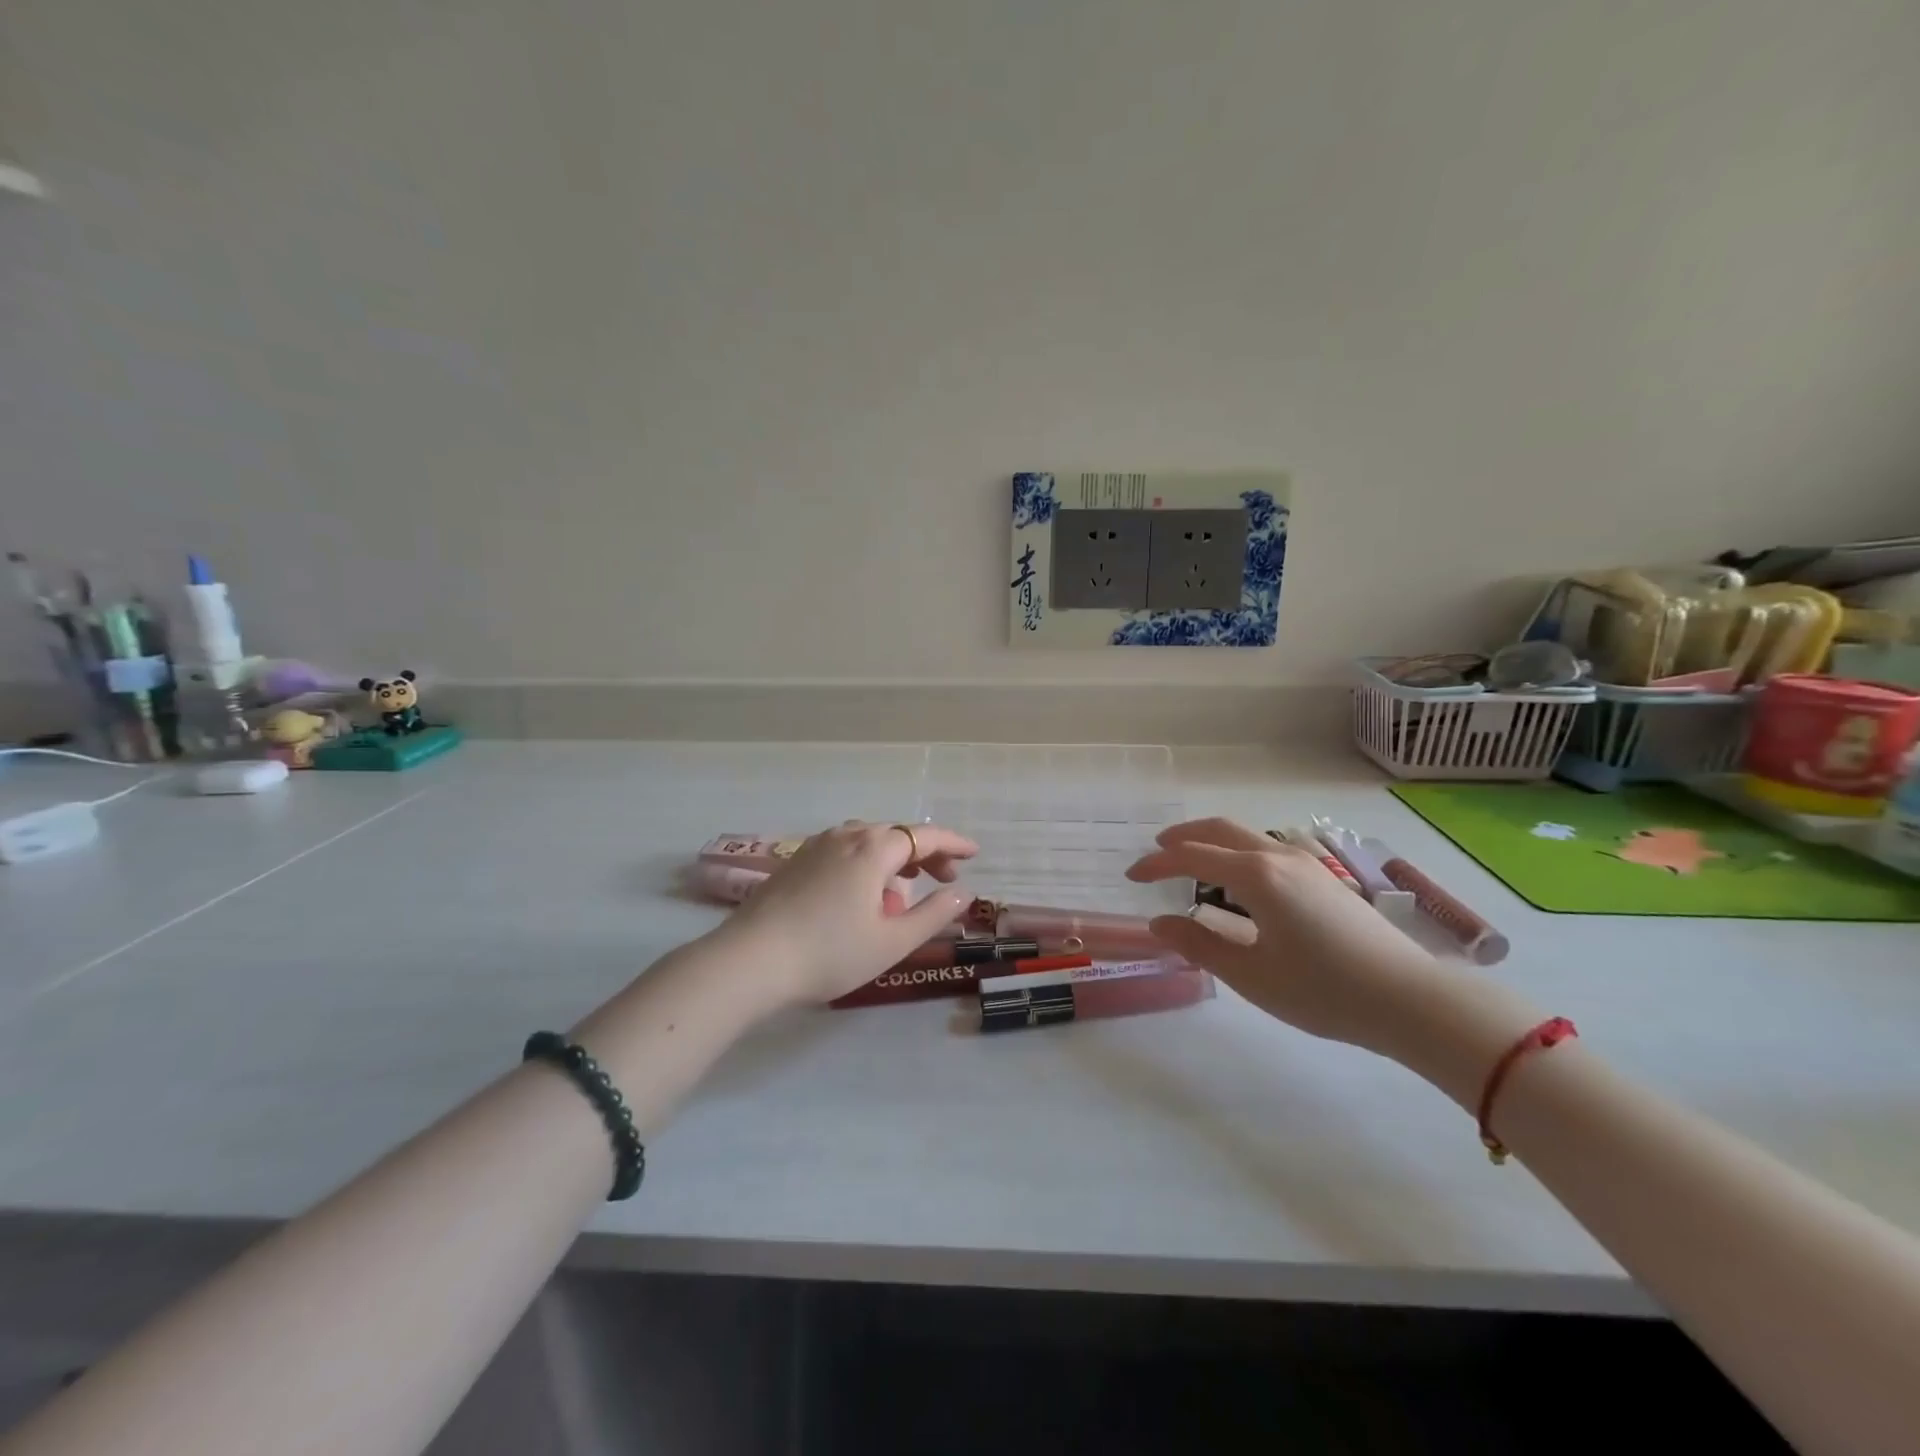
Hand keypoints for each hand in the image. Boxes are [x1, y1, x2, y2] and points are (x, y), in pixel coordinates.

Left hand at [725, 820, 978, 1004]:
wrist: (750, 960)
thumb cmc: (829, 952)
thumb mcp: (891, 942)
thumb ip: (933, 915)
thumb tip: (963, 893)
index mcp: (873, 849)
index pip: (923, 836)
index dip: (953, 843)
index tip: (975, 853)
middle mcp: (845, 836)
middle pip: (895, 834)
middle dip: (925, 852)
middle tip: (946, 877)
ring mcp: (816, 846)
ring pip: (867, 840)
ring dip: (894, 857)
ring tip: (906, 887)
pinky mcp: (795, 862)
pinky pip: (843, 850)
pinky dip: (866, 862)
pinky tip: (863, 892)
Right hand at [1126, 817, 1468, 1054]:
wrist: (1411, 1000)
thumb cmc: (1323, 990)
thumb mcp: (1251, 975)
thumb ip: (1199, 945)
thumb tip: (1160, 924)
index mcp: (1256, 875)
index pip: (1192, 856)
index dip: (1157, 863)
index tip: (1133, 876)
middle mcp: (1278, 857)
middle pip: (1220, 829)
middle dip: (1183, 836)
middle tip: (1157, 852)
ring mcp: (1307, 864)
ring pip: (1247, 837)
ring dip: (1212, 842)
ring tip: (1193, 864)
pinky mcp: (1325, 879)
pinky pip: (1267, 850)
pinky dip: (1238, 853)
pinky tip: (1239, 883)